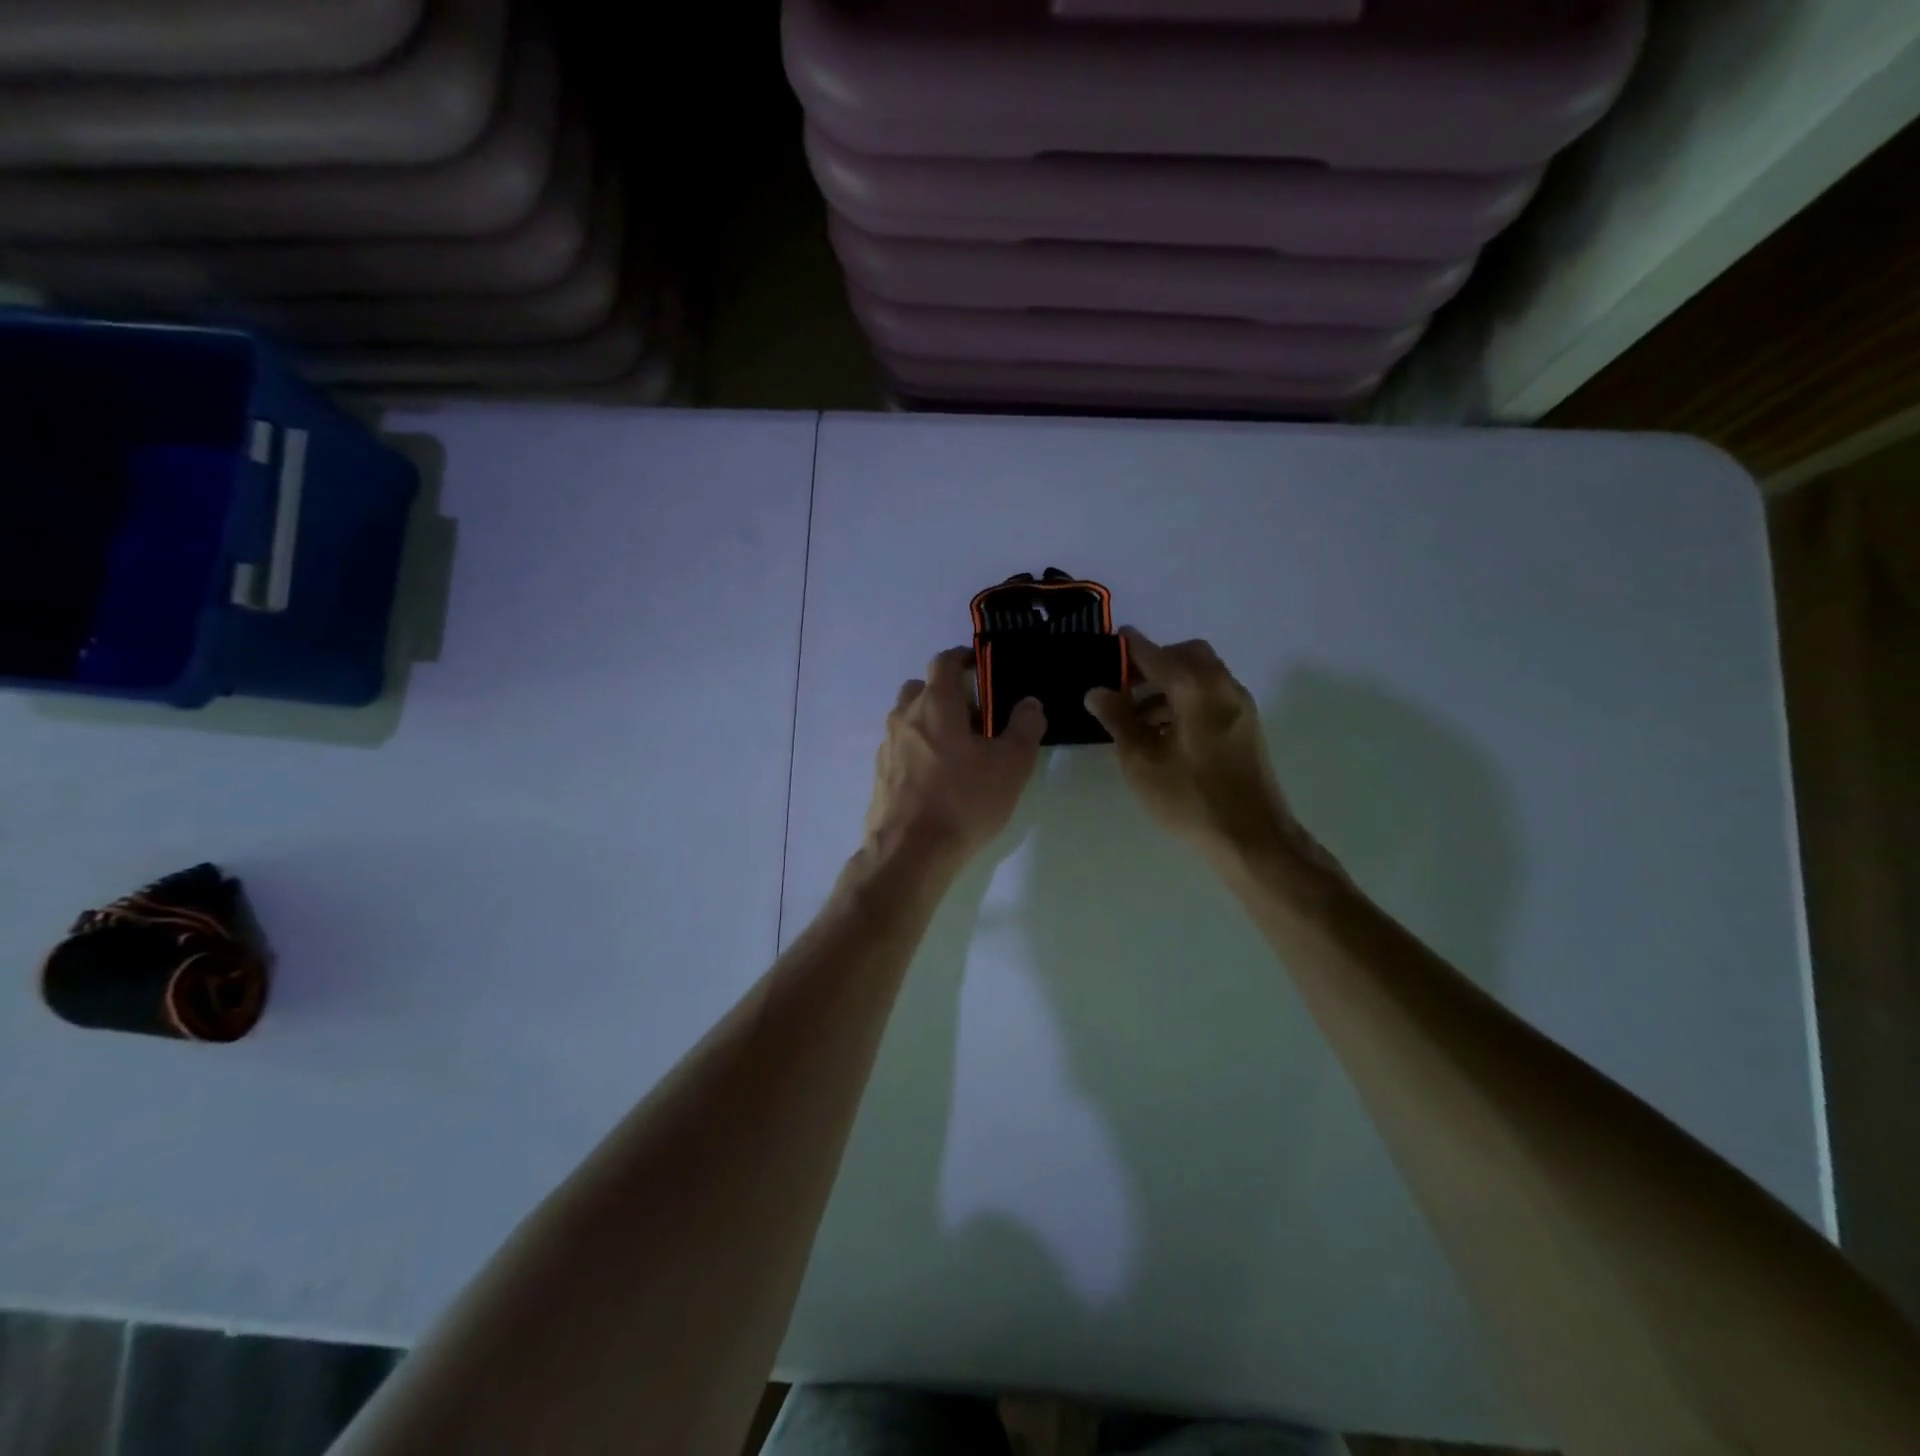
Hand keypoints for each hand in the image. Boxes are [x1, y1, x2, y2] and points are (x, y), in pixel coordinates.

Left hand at [863, 647, 1045, 866]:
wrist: (910, 852)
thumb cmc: (964, 800)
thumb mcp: (1010, 765)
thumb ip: (1024, 727)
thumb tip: (1029, 703)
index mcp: (935, 704)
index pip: (944, 662)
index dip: (963, 658)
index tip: (980, 667)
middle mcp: (905, 717)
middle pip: (921, 688)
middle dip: (946, 693)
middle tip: (975, 716)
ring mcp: (887, 746)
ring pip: (908, 719)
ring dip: (930, 722)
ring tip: (959, 750)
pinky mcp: (880, 774)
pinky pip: (901, 748)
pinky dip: (918, 749)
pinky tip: (938, 778)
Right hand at [1085, 630, 1321, 871]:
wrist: (1252, 839)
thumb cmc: (1189, 799)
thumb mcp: (1142, 761)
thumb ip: (1119, 720)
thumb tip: (1097, 691)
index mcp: (1196, 690)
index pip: (1157, 655)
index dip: (1132, 648)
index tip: (1114, 640)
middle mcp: (1223, 688)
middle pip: (1188, 656)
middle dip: (1157, 662)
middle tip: (1126, 686)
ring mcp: (1240, 708)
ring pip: (1203, 677)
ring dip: (1171, 684)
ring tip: (1138, 717)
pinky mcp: (1246, 728)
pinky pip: (1213, 697)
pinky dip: (1187, 699)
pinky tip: (1165, 733)